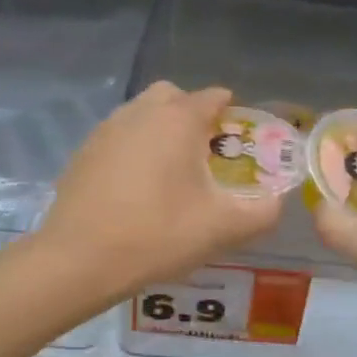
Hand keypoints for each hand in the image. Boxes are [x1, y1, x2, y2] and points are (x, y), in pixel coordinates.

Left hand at [37, 83, 283, 303]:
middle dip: (192, 115)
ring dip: (160, 131)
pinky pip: (119, 137)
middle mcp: (140, 112)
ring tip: (170, 174)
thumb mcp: (223, 228)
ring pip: (142, 114)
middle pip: (173, 97)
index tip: (239, 143)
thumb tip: (277, 201)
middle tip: (203, 155)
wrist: (79, 260)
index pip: (213, 97)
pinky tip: (136, 189)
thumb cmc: (157, 235)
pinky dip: (134, 150)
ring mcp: (106, 129)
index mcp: (177, 119)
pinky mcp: (83, 152)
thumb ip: (262, 212)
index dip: (232, 115)